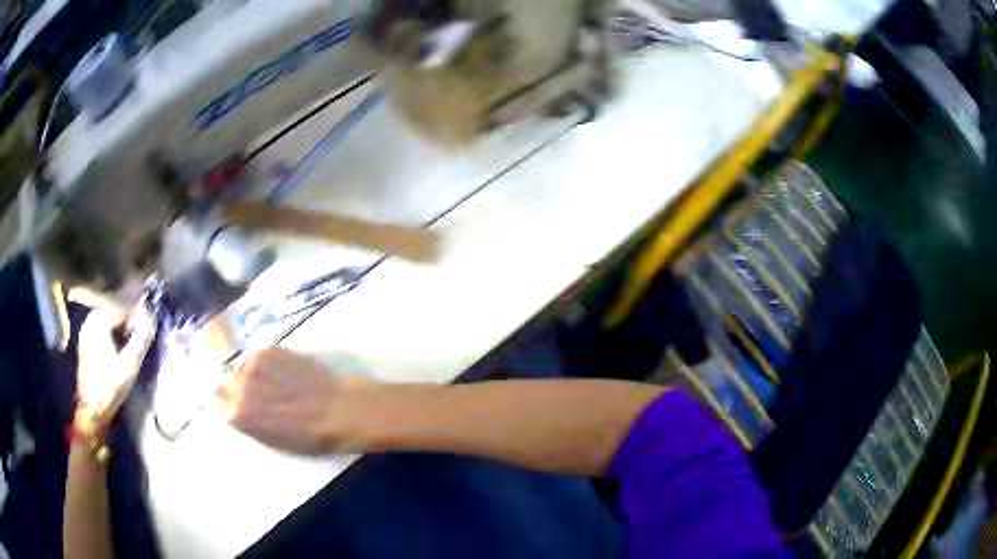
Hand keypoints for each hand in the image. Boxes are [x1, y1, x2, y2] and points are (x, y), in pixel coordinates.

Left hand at [76, 305, 156, 426]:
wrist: (92, 409)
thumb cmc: (110, 386)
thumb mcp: (129, 365)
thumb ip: (141, 340)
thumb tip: (152, 320)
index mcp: (99, 323)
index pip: (121, 309)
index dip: (136, 316)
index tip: (148, 327)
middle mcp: (90, 322)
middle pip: (112, 312)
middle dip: (127, 320)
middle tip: (140, 333)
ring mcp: (85, 332)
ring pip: (105, 320)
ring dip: (118, 326)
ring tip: (130, 339)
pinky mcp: (84, 343)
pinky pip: (99, 328)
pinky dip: (110, 331)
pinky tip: (117, 345)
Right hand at [219, 348, 371, 454]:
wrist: (337, 410)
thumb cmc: (308, 437)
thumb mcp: (270, 439)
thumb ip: (248, 422)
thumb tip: (235, 411)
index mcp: (237, 414)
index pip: (217, 405)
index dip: (227, 406)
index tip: (234, 406)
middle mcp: (238, 386)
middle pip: (224, 382)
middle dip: (233, 388)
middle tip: (251, 393)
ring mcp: (252, 365)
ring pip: (240, 367)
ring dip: (249, 374)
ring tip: (268, 381)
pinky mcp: (269, 350)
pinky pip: (257, 357)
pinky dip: (265, 364)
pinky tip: (281, 372)